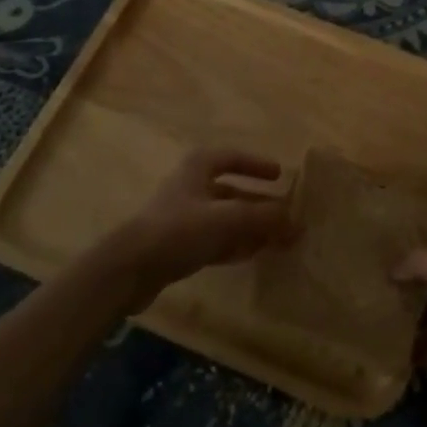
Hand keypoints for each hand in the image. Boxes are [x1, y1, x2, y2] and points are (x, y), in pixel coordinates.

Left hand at [106, 148, 295, 305]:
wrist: (129, 269)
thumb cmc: (178, 229)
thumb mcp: (226, 219)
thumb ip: (263, 218)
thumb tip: (298, 221)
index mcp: (198, 168)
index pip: (232, 157)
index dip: (256, 164)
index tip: (279, 175)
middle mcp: (191, 188)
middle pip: (233, 192)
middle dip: (260, 205)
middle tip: (287, 217)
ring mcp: (184, 219)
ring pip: (226, 219)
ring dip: (251, 228)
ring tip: (278, 240)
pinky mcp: (178, 247)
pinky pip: (215, 241)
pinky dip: (236, 245)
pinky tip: (254, 254)